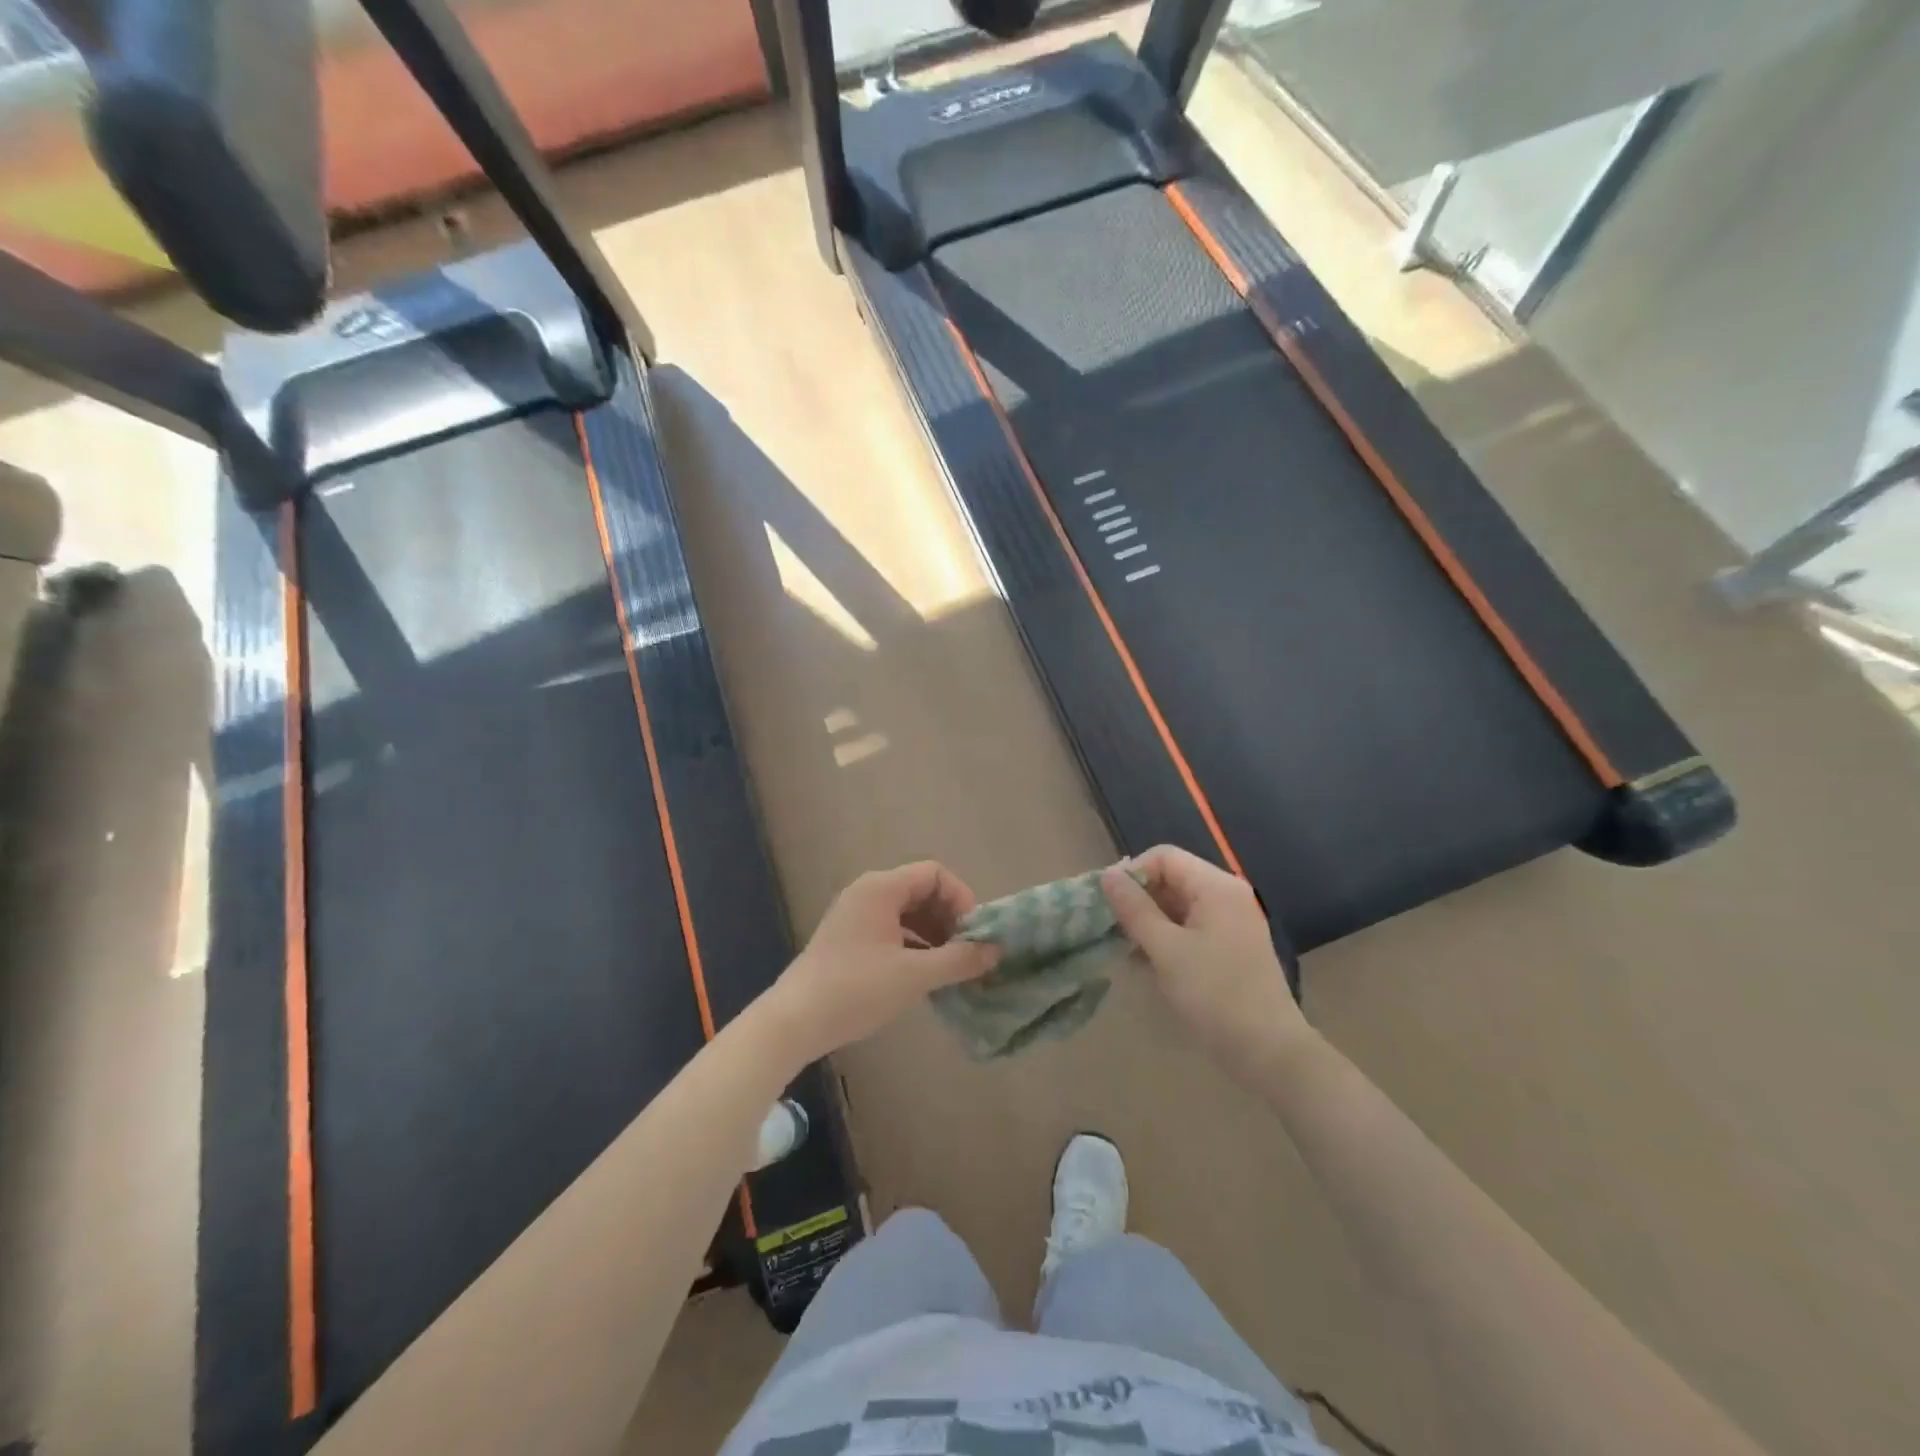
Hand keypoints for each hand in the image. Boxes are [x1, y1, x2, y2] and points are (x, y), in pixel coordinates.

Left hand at [767, 862, 1000, 1064]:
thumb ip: (959, 960)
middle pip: (921, 891)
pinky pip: (891, 930)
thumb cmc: (856, 989)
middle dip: (949, 918)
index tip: (973, 934)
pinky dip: (913, 945)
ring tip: (951, 967)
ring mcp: (855, 916)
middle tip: (967, 952)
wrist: (794, 1021)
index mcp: (881, 888)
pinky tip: (925, 975)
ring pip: (907, 913)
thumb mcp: (914, 975)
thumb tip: (995, 951)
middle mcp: (867, 893)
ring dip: (933, 934)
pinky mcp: (848, 939)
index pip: (934, 874)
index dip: (961, 898)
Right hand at [1102, 847, 1311, 1081]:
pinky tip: (1146, 964)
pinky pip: (1190, 928)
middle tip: (1112, 928)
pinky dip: (1167, 938)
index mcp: (1216, 887)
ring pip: (1178, 906)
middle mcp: (1227, 895)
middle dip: (1138, 900)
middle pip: (1172, 879)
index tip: (1108, 904)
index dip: (1133, 873)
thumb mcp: (1166, 950)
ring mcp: (1232, 922)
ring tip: (1125, 950)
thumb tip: (1108, 875)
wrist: (1268, 1052)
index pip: (1164, 857)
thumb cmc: (1214, 995)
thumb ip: (1134, 909)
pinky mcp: (1231, 947)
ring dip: (1149, 922)